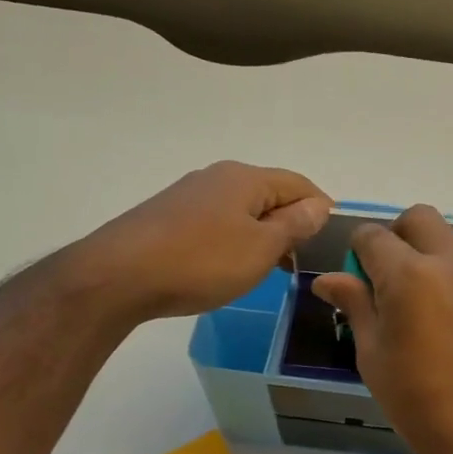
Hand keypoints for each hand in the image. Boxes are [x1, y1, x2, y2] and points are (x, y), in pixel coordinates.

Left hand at [91, 162, 331, 319]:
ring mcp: (189, 196)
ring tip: (272, 267)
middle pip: (269, 194)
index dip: (321, 208)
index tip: (334, 239)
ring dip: (263, 234)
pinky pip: (217, 223)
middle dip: (292, 222)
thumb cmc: (201, 261)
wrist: (118, 276)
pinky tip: (231, 266)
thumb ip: (294, 225)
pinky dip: (235, 240)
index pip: (299, 184)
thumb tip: (319, 205)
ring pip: (242, 210)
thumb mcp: (260, 248)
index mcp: (245, 178)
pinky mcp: (169, 217)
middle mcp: (217, 177)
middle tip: (305, 259)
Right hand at [312, 205, 452, 453]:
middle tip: (387, 278)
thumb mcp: (373, 355)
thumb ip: (355, 305)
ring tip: (418, 304)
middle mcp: (451, 262)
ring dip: (426, 254)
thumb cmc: (418, 402)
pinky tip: (447, 319)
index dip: (357, 250)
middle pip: (418, 219)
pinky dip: (451, 274)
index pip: (373, 236)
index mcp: (409, 275)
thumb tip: (328, 279)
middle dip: (396, 236)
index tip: (356, 277)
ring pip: (449, 240)